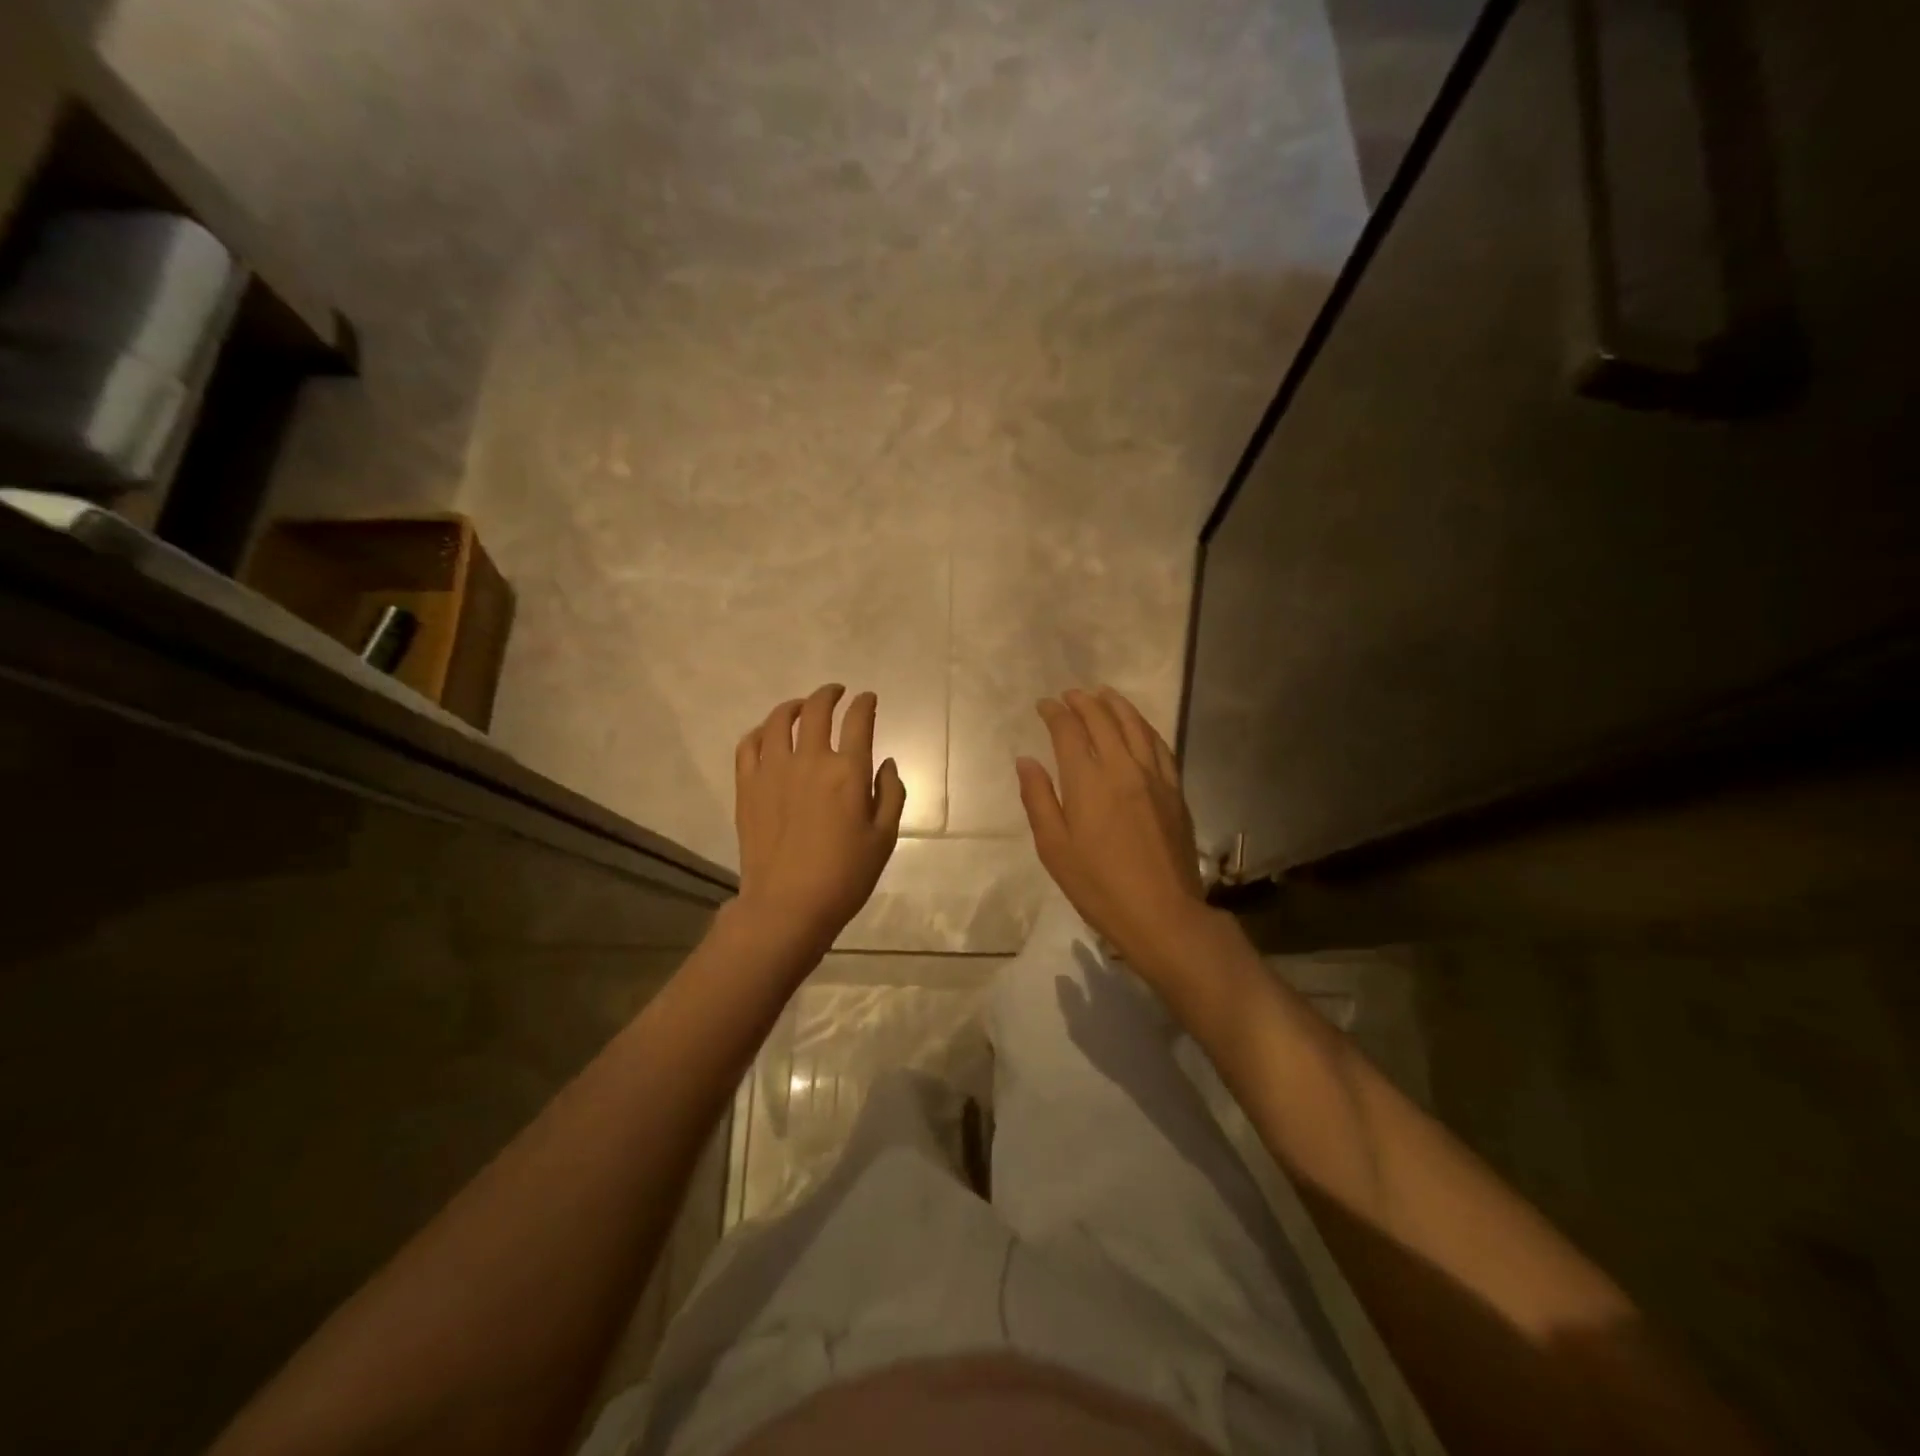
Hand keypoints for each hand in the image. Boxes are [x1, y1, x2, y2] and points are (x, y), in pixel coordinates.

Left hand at [733, 684, 906, 957]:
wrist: (788, 905)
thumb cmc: (845, 875)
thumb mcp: (884, 838)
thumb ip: (891, 793)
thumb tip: (886, 763)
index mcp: (847, 771)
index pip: (858, 721)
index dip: (865, 703)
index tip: (868, 699)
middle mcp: (809, 760)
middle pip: (817, 710)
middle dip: (830, 694)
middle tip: (837, 693)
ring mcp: (772, 770)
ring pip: (778, 720)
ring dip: (794, 706)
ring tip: (802, 707)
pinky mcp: (747, 786)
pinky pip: (748, 745)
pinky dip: (760, 731)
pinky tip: (767, 735)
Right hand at [1016, 687, 1209, 979]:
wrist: (1162, 913)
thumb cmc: (1098, 886)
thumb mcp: (1054, 848)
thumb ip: (1039, 799)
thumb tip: (1026, 760)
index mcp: (1087, 781)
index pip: (1068, 731)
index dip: (1055, 713)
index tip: (1044, 705)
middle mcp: (1122, 767)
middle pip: (1103, 720)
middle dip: (1083, 702)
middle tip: (1070, 695)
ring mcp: (1154, 777)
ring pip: (1135, 726)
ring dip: (1116, 705)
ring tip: (1103, 694)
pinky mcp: (1175, 790)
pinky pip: (1160, 746)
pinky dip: (1145, 727)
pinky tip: (1139, 726)